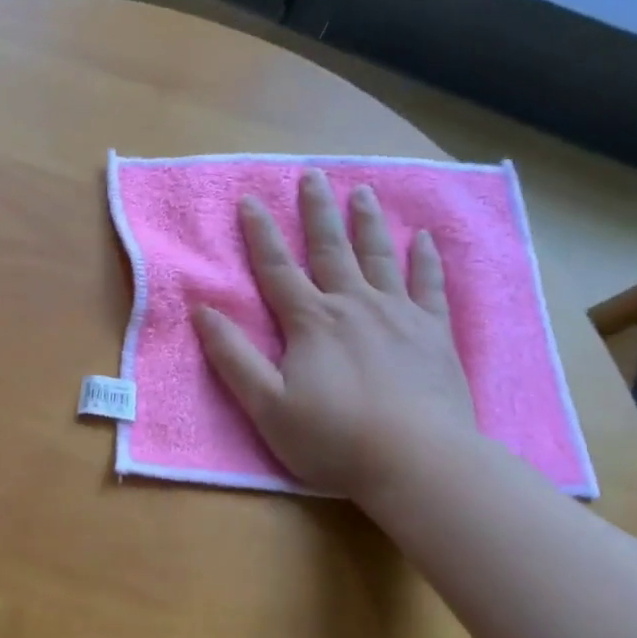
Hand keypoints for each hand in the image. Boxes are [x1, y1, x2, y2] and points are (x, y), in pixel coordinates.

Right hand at [193, 168, 475, 504]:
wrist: (418, 463)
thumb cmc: (333, 438)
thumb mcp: (266, 404)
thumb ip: (233, 356)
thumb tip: (202, 310)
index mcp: (311, 321)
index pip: (277, 268)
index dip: (260, 234)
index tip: (250, 200)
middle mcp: (353, 305)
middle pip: (331, 249)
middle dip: (317, 211)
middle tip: (312, 175)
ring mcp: (399, 315)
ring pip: (380, 257)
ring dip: (368, 223)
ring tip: (363, 192)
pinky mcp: (434, 333)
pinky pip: (430, 286)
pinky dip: (425, 260)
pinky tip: (424, 239)